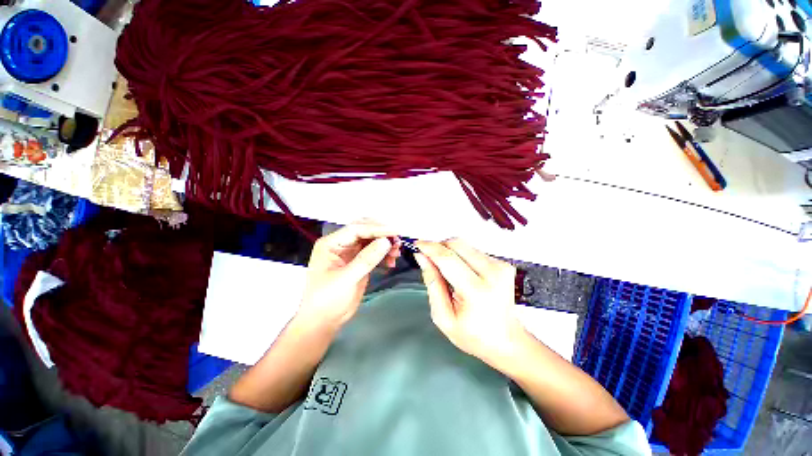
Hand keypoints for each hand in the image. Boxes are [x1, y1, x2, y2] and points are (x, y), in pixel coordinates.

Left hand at [298, 220, 400, 328]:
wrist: (323, 321)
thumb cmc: (327, 300)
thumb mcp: (346, 279)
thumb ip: (366, 259)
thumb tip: (386, 241)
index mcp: (331, 243)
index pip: (356, 229)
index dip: (377, 229)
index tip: (396, 232)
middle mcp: (341, 244)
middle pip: (365, 231)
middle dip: (382, 234)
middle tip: (398, 241)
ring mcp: (350, 253)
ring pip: (371, 240)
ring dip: (385, 244)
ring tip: (396, 253)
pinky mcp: (359, 262)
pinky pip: (374, 252)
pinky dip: (384, 254)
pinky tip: (391, 261)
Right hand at [414, 239, 524, 367]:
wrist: (505, 340)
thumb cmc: (474, 335)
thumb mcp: (443, 316)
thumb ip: (432, 283)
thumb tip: (422, 258)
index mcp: (476, 291)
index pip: (447, 258)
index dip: (429, 247)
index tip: (417, 244)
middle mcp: (492, 274)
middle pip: (457, 244)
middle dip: (439, 247)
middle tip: (429, 258)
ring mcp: (500, 267)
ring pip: (465, 245)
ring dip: (450, 252)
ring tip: (447, 271)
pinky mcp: (503, 264)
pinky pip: (474, 251)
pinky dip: (462, 257)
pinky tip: (462, 273)